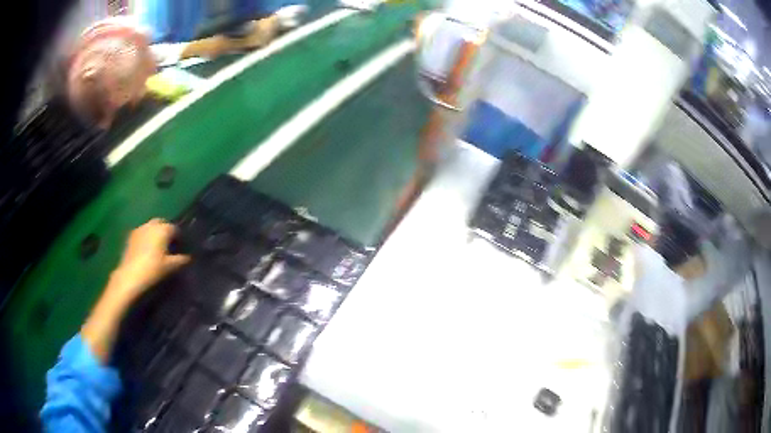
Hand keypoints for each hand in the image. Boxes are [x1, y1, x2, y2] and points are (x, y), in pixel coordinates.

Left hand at [109, 218, 189, 303]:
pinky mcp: (130, 236)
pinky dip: (146, 238)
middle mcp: (151, 224)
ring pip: (150, 227)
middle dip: (166, 231)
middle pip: (162, 223)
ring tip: (157, 247)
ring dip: (155, 233)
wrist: (130, 276)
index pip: (175, 229)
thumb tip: (189, 257)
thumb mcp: (171, 267)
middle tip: (169, 245)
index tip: (180, 247)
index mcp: (163, 229)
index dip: (179, 237)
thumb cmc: (153, 269)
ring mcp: (139, 229)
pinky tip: (146, 250)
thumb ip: (181, 260)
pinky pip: (142, 233)